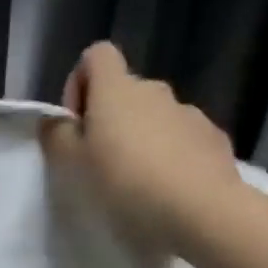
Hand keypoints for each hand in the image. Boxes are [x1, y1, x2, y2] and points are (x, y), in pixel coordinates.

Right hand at [42, 41, 240, 245]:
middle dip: (110, 119)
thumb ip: (57, 136)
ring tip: (135, 183)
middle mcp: (154, 90)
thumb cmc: (124, 183)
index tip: (77, 124)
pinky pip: (181, 138)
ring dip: (141, 139)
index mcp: (117, 90)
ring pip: (155, 116)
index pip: (97, 55)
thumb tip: (54, 120)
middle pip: (125, 91)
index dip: (80, 83)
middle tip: (100, 163)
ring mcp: (189, 113)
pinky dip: (170, 155)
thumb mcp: (72, 164)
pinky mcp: (213, 138)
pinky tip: (166, 190)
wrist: (201, 211)